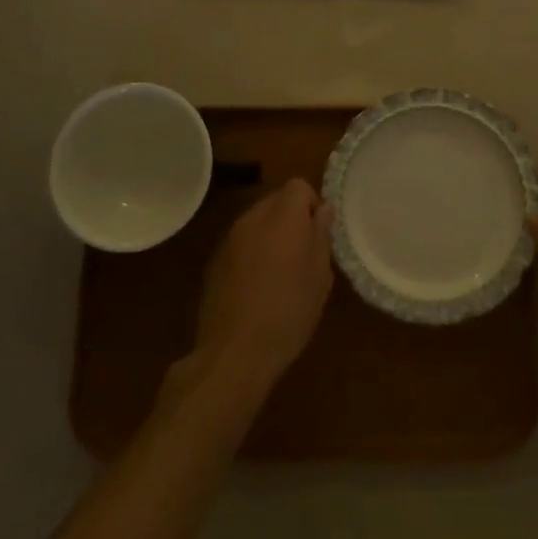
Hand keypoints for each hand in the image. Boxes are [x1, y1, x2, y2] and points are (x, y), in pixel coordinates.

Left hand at [192, 179, 334, 392]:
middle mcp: (253, 218)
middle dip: (292, 218)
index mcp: (282, 217)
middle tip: (304, 254)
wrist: (234, 352)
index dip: (311, 204)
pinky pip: (241, 242)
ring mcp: (230, 239)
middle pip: (276, 200)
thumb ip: (321, 235)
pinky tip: (257, 287)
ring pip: (258, 221)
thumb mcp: (319, 277)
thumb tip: (322, 210)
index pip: (298, 186)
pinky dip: (253, 252)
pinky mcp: (215, 261)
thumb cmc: (288, 313)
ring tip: (281, 273)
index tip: (318, 234)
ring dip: (271, 235)